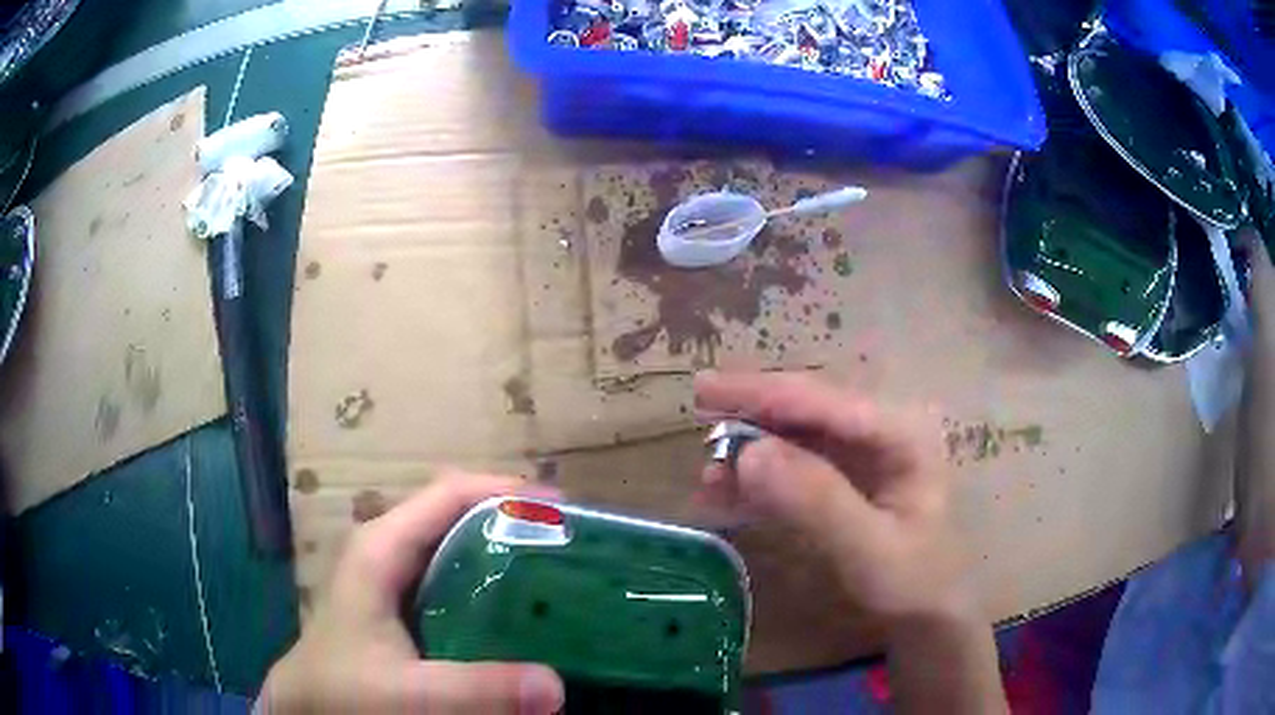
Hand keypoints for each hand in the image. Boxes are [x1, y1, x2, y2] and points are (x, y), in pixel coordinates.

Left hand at [257, 474, 565, 713]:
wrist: (306, 703)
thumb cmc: (345, 688)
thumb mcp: (408, 692)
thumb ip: (476, 688)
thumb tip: (557, 684)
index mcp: (383, 546)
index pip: (450, 494)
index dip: (507, 491)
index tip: (566, 510)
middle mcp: (388, 547)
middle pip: (459, 513)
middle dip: (515, 521)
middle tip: (572, 547)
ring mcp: (392, 574)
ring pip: (456, 545)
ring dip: (504, 551)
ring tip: (557, 572)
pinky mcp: (400, 601)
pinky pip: (452, 576)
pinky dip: (488, 582)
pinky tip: (517, 609)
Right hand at [694, 371, 972, 622]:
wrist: (930, 611)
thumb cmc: (914, 581)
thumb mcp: (870, 550)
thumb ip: (817, 502)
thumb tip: (749, 453)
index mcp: (901, 432)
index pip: (823, 400)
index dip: (761, 392)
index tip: (703, 390)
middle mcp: (882, 429)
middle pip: (806, 408)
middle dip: (751, 417)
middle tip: (699, 425)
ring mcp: (864, 452)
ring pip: (795, 435)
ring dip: (751, 451)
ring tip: (708, 477)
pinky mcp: (847, 476)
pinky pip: (796, 465)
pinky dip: (759, 478)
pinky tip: (728, 495)